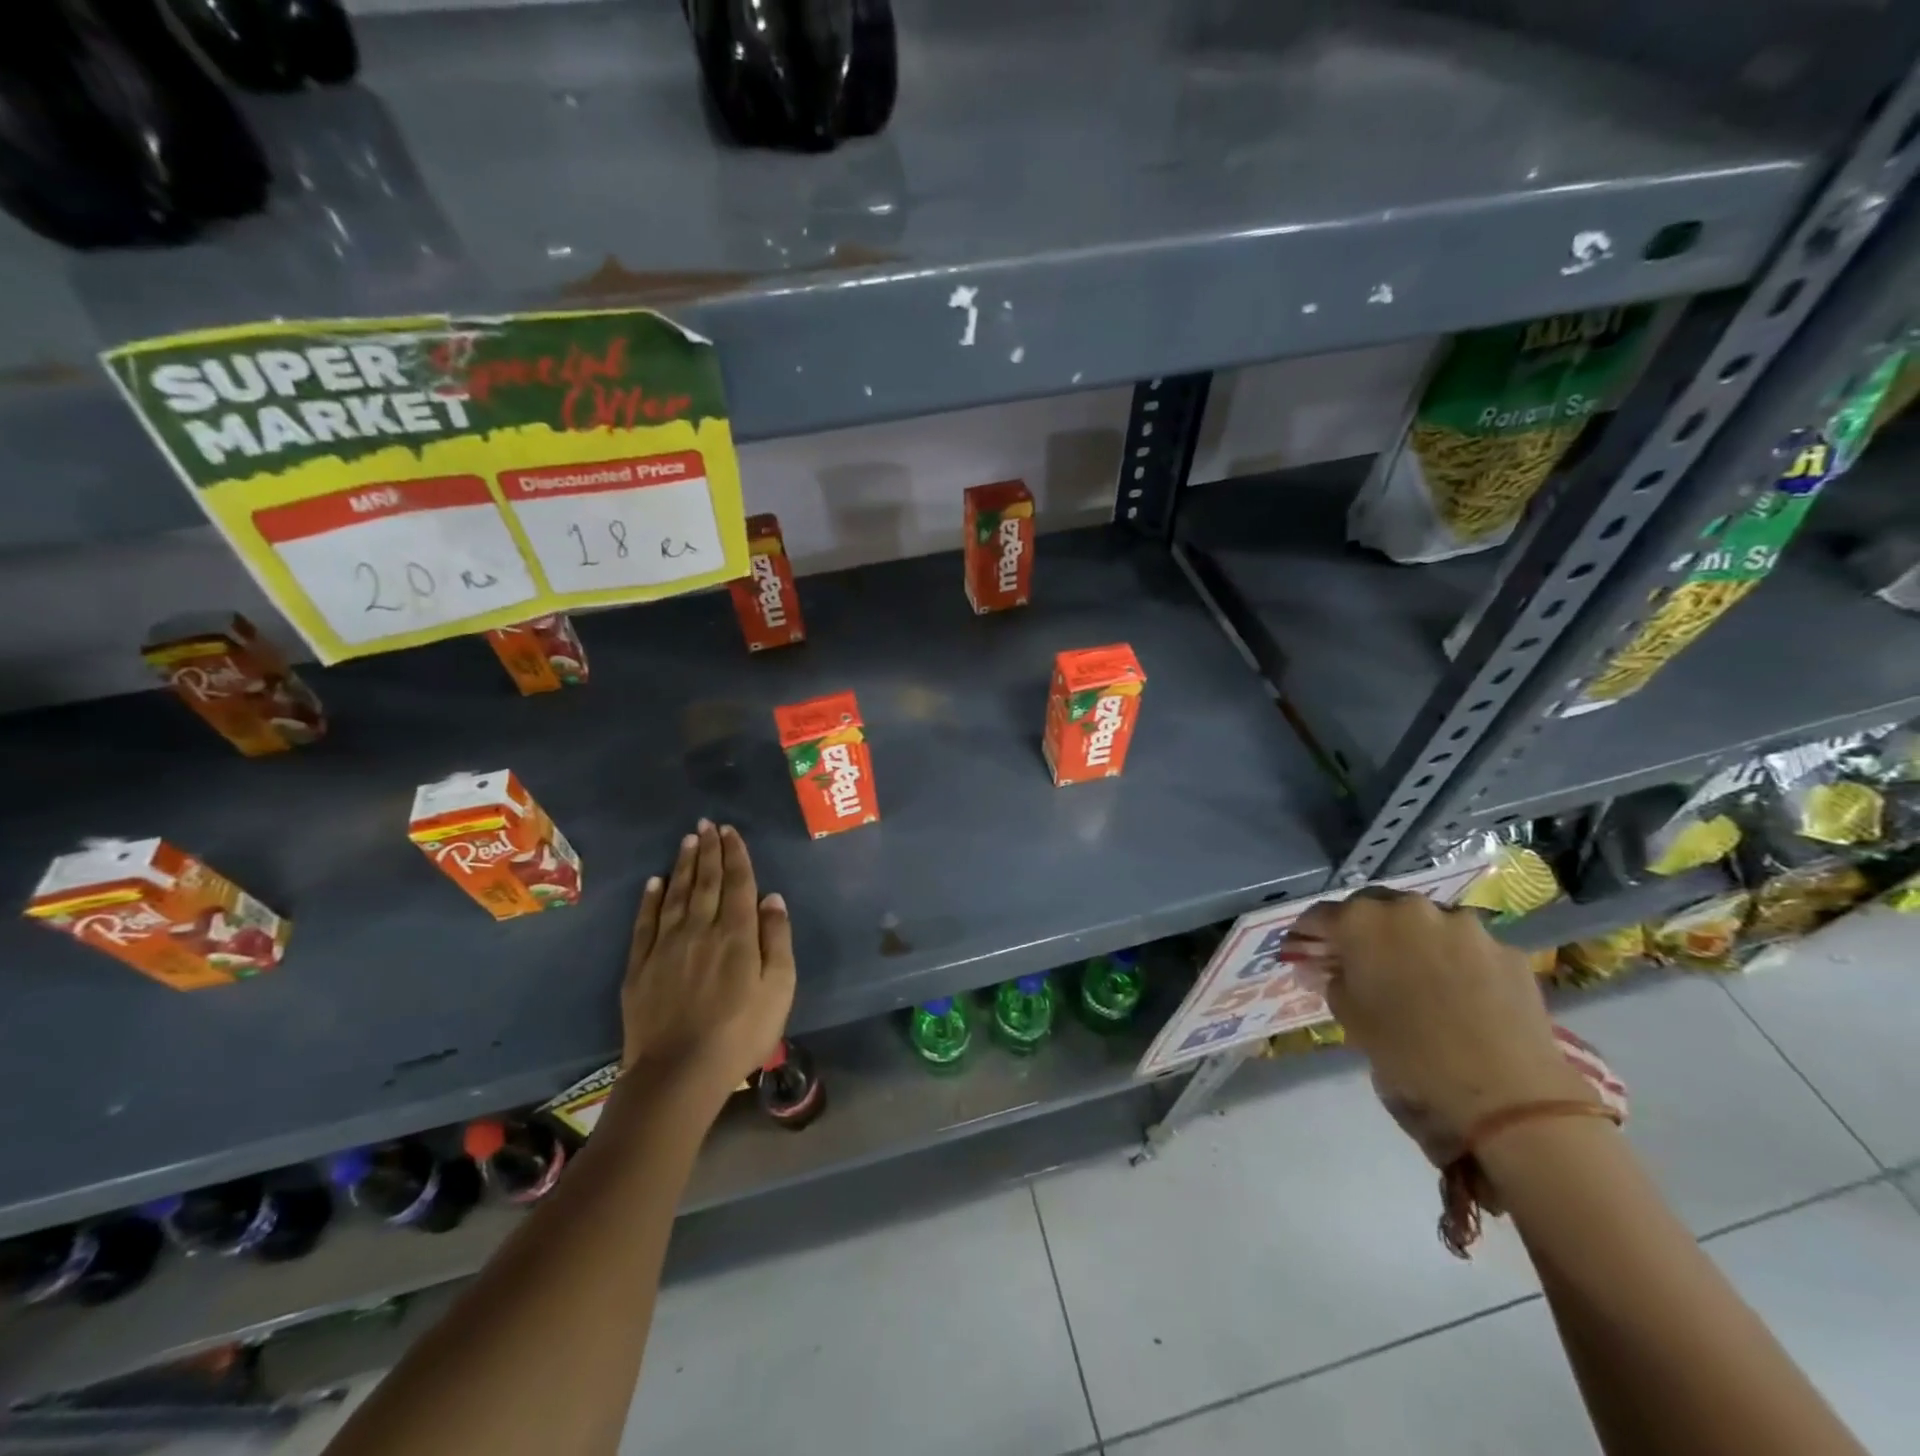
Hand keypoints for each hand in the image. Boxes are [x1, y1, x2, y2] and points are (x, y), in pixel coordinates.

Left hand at [620, 820, 796, 1112]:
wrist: (679, 1073)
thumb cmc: (741, 1033)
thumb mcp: (779, 989)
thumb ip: (777, 939)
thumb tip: (772, 897)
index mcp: (737, 934)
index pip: (738, 884)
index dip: (735, 855)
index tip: (730, 831)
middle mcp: (701, 930)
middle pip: (706, 882)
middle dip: (709, 850)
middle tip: (708, 824)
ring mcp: (667, 946)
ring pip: (676, 895)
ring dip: (683, 865)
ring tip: (688, 840)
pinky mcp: (640, 966)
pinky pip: (645, 923)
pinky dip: (650, 899)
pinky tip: (654, 882)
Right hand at [1292, 890, 1589, 1149]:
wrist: (1504, 1089)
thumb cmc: (1407, 1050)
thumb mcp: (1349, 1015)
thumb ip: (1333, 980)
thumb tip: (1327, 968)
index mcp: (1362, 921)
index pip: (1321, 915)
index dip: (1309, 933)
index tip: (1304, 948)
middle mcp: (1409, 908)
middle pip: (1375, 907)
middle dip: (1364, 928)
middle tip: (1362, 957)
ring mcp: (1463, 924)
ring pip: (1426, 922)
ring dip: (1414, 940)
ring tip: (1416, 974)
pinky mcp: (1505, 948)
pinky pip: (1468, 946)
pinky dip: (1457, 960)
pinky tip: (1460, 991)